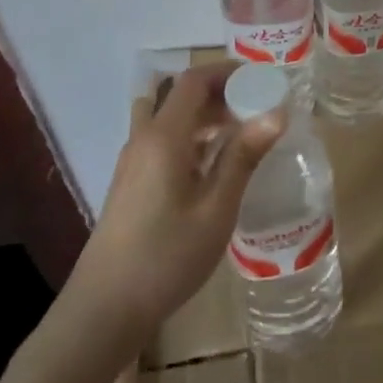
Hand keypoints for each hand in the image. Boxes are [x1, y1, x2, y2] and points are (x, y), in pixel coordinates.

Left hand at [65, 66, 284, 348]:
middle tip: (259, 110)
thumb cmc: (166, 257)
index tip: (262, 79)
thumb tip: (277, 113)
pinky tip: (214, 168)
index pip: (193, 80)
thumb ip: (243, 157)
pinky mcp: (131, 182)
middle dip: (221, 94)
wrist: (104, 309)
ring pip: (171, 120)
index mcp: (164, 136)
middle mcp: (144, 138)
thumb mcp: (216, 208)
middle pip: (181, 96)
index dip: (227, 72)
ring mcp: (133, 161)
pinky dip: (191, 139)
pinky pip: (164, 142)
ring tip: (242, 136)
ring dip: (206, 117)